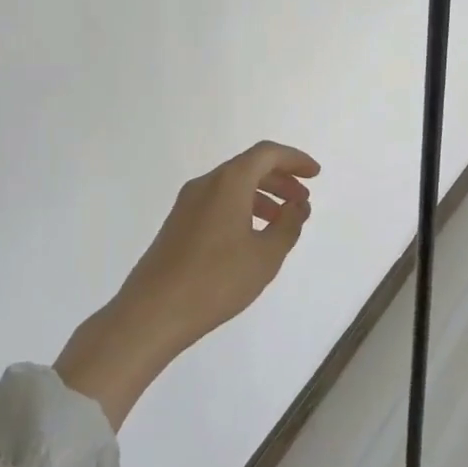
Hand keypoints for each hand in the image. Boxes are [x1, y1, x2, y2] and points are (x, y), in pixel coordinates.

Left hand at [121, 140, 320, 346]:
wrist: (152, 312)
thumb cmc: (216, 280)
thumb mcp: (265, 256)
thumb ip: (288, 225)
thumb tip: (298, 205)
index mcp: (229, 182)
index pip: (267, 154)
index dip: (294, 159)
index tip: (315, 174)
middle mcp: (206, 183)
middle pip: (249, 167)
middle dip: (280, 179)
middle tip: (302, 200)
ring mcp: (187, 203)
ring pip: (232, 185)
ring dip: (262, 195)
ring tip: (281, 222)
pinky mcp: (178, 223)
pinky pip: (218, 201)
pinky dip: (241, 207)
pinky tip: (251, 236)